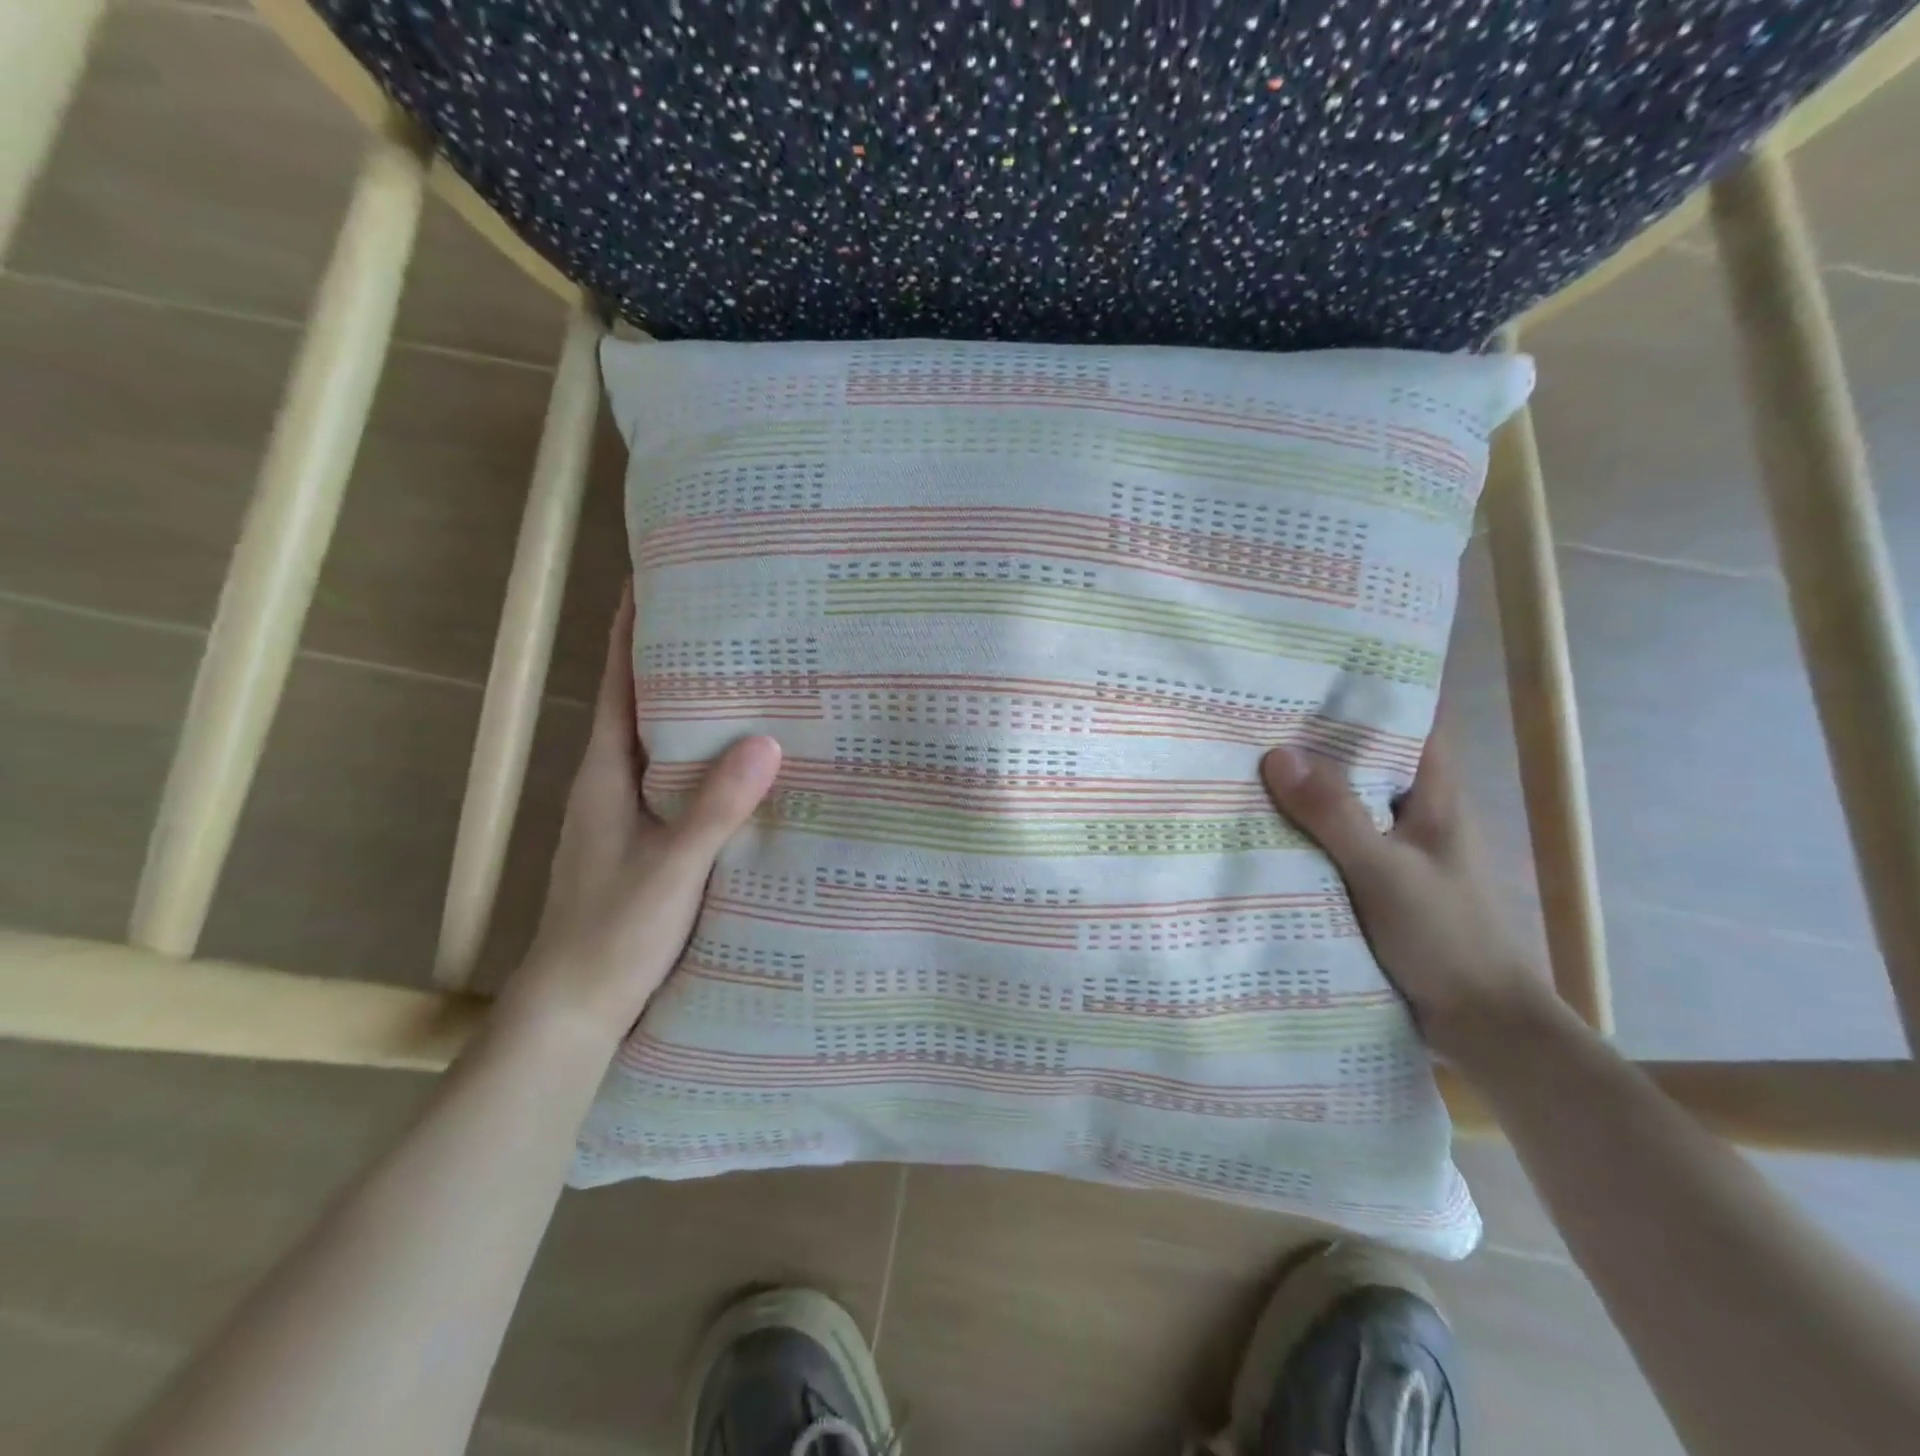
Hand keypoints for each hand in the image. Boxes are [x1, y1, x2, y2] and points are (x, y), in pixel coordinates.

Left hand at [493, 584, 781, 1053]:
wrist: (572, 1010)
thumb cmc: (611, 933)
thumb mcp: (671, 869)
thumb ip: (714, 808)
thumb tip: (765, 740)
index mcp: (604, 774)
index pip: (617, 684)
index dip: (631, 629)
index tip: (656, 579)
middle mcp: (609, 783)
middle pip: (640, 704)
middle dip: (674, 660)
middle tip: (730, 624)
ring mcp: (623, 815)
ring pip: (659, 745)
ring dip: (691, 711)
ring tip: (747, 683)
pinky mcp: (642, 842)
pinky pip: (675, 782)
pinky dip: (703, 760)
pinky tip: (742, 767)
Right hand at [1259, 726, 1556, 1067]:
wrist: (1480, 1024)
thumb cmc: (1445, 937)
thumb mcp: (1384, 872)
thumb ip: (1334, 815)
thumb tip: (1277, 753)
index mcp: (1432, 794)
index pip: (1407, 720)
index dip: (1367, 692)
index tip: (1311, 671)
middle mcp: (1412, 811)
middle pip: (1364, 757)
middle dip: (1316, 737)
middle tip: (1253, 712)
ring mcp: (1392, 847)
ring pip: (1343, 800)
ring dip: (1303, 786)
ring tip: (1242, 761)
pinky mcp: (1373, 880)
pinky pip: (1330, 839)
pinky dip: (1300, 828)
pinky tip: (1258, 826)